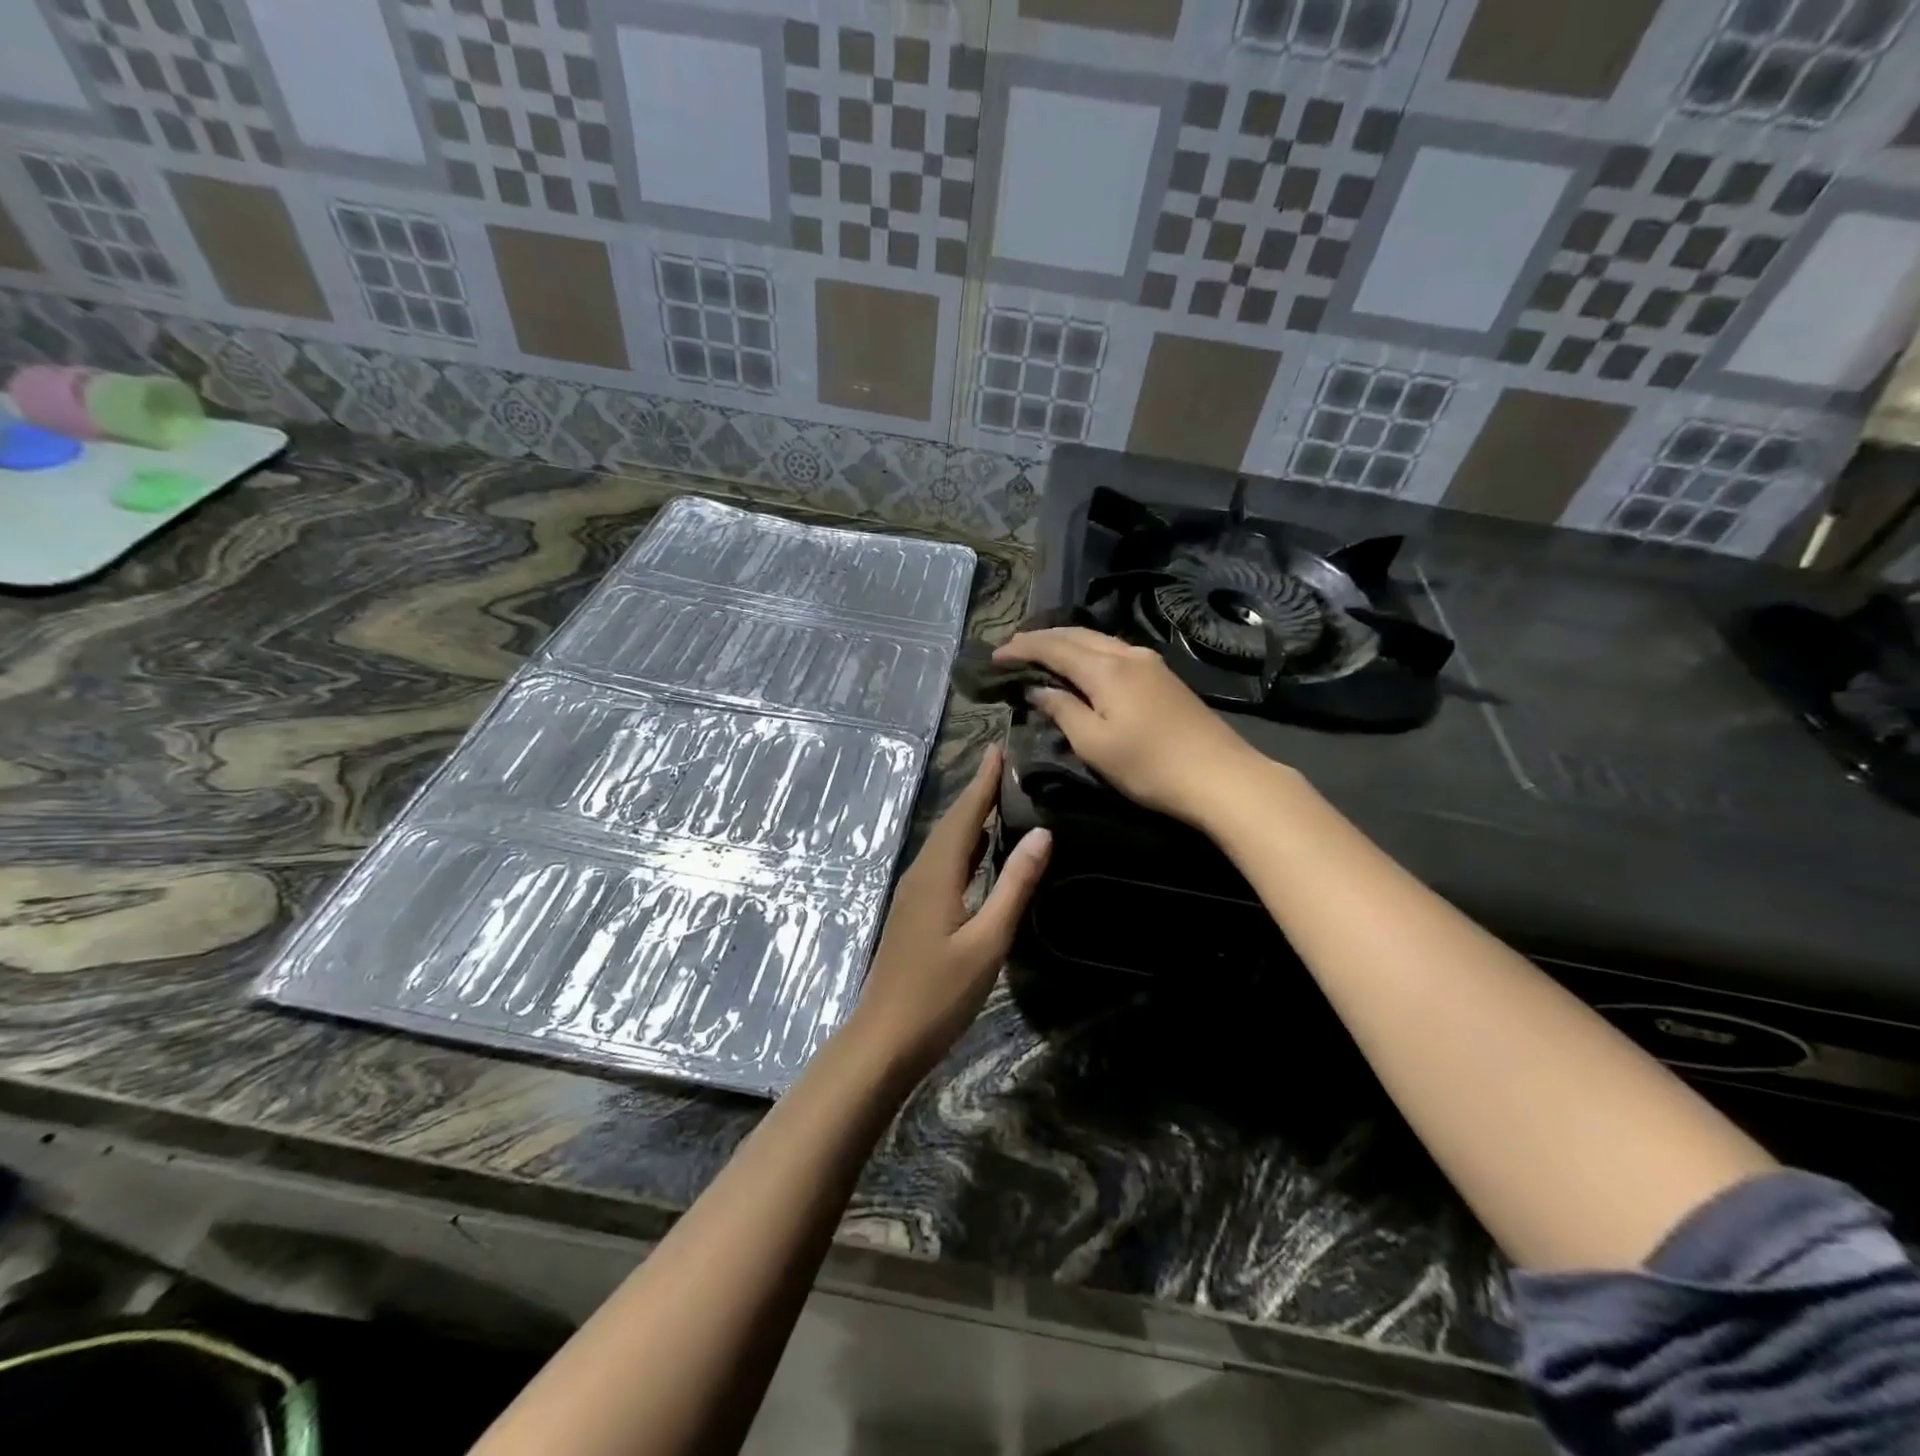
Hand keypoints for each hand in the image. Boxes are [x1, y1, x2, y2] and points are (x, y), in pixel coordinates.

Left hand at [840, 745, 1050, 1080]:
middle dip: (976, 792)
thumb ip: (1014, 886)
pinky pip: (942, 864)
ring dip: (969, 818)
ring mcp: (914, 894)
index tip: (999, 748)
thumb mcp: (987, 941)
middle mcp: (921, 874)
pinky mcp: (915, 912)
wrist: (884, 1038)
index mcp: (937, 873)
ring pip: (945, 844)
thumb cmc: (939, 994)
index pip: (964, 815)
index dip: (982, 781)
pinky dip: (964, 847)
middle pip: (951, 823)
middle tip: (1005, 766)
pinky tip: (980, 852)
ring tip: (998, 798)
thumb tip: (1041, 833)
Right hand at [994, 627, 1273, 825]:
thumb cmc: (1149, 766)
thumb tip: (1038, 689)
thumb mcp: (1094, 744)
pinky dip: (1088, 652)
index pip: (1054, 647)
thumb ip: (1063, 710)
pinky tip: (1081, 664)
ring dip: (1065, 642)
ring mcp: (1149, 663)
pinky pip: (1114, 651)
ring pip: (1097, 640)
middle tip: (1012, 648)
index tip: (995, 656)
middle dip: (1041, 638)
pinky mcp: (1163, 677)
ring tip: (1040, 652)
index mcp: (1106, 668)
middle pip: (1076, 635)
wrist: (1220, 777)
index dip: (1022, 648)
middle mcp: (1127, 654)